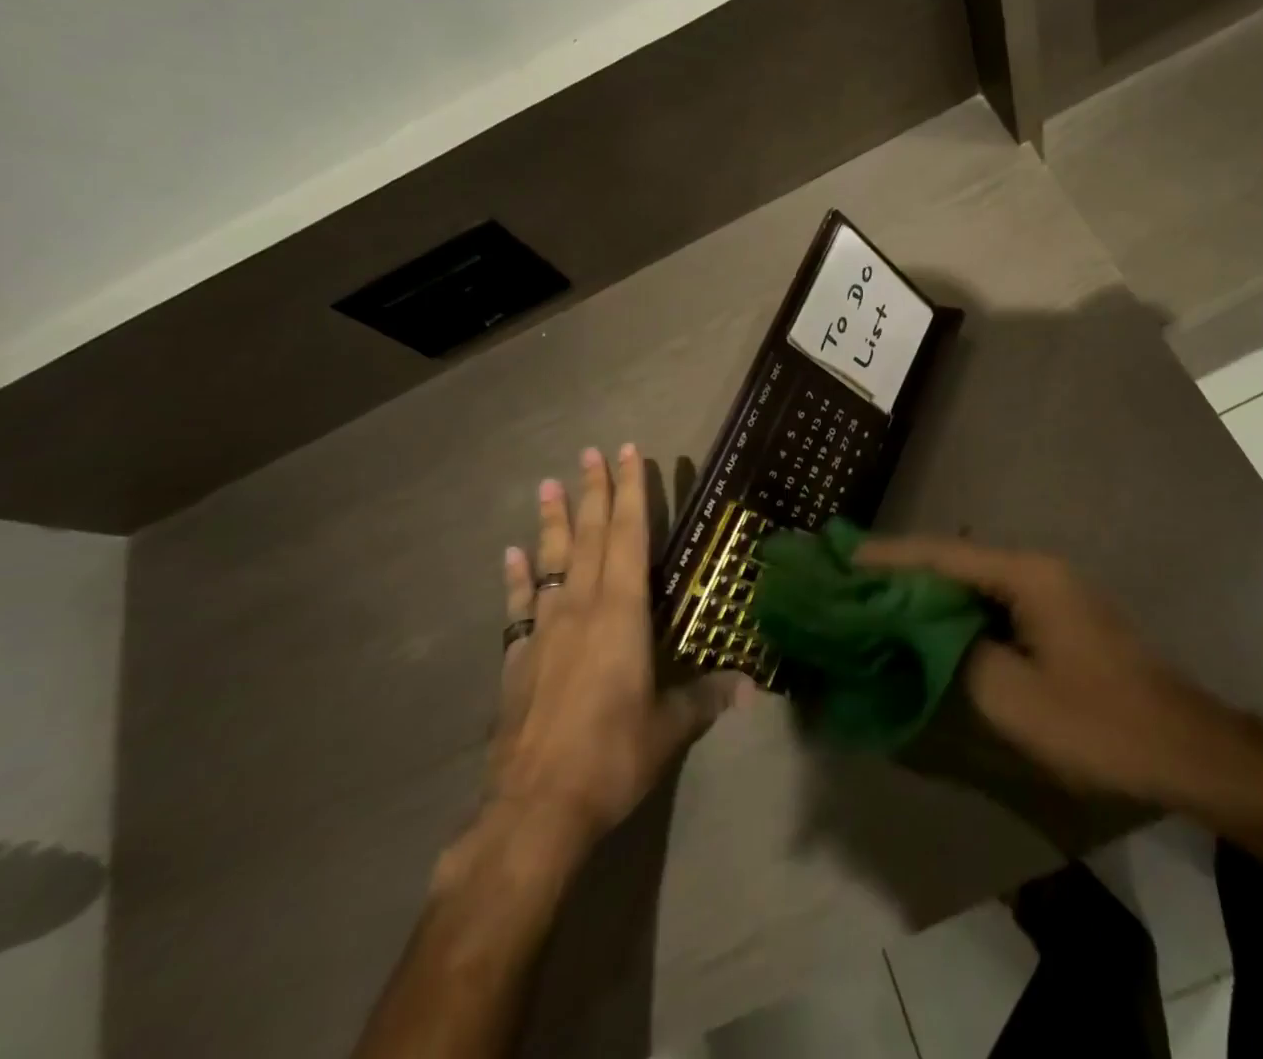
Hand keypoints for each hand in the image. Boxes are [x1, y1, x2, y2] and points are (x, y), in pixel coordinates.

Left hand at [486, 446, 752, 855]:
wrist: (534, 811)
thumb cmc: (611, 757)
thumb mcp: (669, 728)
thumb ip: (706, 698)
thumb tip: (751, 687)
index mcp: (622, 614)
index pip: (629, 538)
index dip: (631, 493)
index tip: (628, 454)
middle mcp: (582, 609)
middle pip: (589, 537)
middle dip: (594, 492)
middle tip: (591, 452)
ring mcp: (544, 631)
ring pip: (551, 562)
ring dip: (551, 521)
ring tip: (549, 484)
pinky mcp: (518, 659)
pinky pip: (518, 607)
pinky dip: (517, 578)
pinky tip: (511, 554)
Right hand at [858, 537, 1227, 804]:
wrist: (1185, 748)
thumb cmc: (1098, 723)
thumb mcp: (1013, 698)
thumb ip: (954, 658)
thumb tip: (915, 635)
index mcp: (1025, 575)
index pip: (941, 555)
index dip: (888, 556)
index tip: (840, 556)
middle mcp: (1035, 569)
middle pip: (954, 560)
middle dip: (901, 569)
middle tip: (849, 580)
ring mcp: (1049, 590)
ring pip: (972, 581)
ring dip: (927, 590)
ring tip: (876, 599)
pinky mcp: (1055, 616)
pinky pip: (992, 602)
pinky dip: (955, 610)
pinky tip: (928, 625)